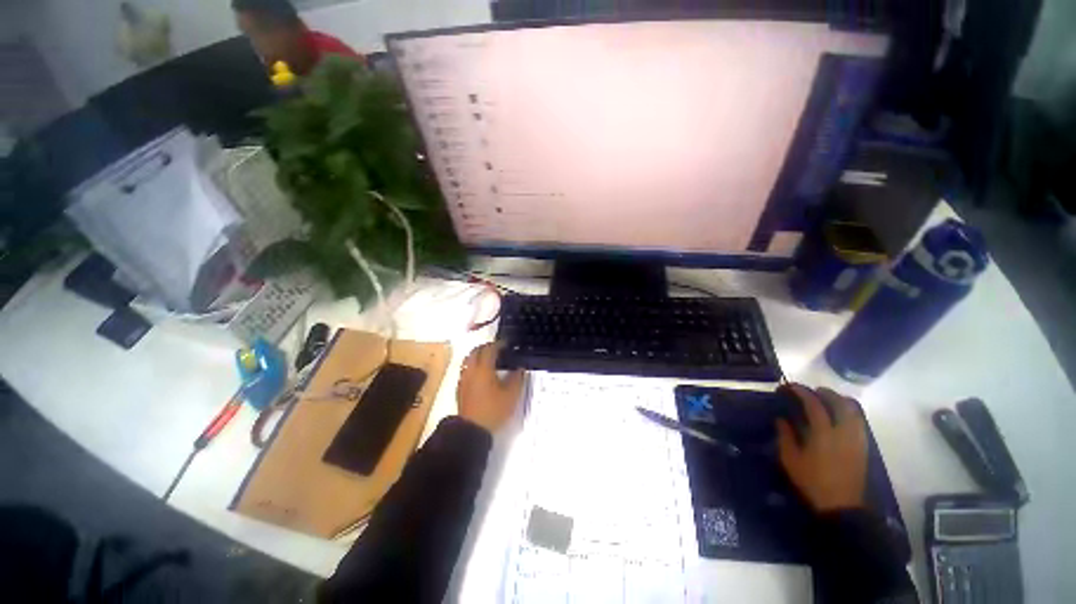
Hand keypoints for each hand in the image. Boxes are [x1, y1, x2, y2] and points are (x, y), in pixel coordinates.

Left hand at [456, 342, 525, 433]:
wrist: (472, 430)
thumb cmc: (494, 410)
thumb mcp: (511, 395)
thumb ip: (517, 377)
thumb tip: (519, 367)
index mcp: (483, 368)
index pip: (490, 349)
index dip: (499, 344)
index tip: (507, 344)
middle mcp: (471, 370)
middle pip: (476, 351)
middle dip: (487, 347)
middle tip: (498, 350)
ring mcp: (464, 379)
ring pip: (469, 359)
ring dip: (478, 355)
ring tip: (490, 360)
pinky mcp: (460, 388)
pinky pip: (466, 369)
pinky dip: (474, 366)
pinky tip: (482, 374)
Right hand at [776, 384, 867, 512]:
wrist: (841, 505)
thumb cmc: (812, 481)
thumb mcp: (790, 459)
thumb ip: (785, 436)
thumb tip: (781, 419)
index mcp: (823, 434)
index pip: (815, 405)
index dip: (802, 392)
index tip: (791, 386)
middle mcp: (843, 432)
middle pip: (839, 403)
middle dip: (825, 393)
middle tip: (812, 390)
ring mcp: (856, 439)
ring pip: (854, 411)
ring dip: (840, 400)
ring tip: (828, 399)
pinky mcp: (863, 446)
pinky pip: (859, 422)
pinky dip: (850, 412)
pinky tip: (841, 416)